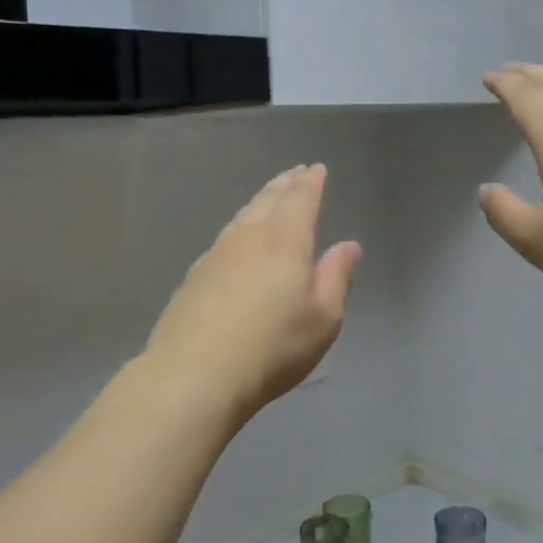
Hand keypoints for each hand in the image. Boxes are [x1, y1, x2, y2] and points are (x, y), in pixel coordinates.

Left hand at [145, 165, 360, 427]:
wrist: (194, 373)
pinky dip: (239, 227)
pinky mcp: (194, 276)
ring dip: (259, 201)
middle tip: (294, 173)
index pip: (300, 199)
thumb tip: (348, 245)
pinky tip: (236, 239)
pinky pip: (224, 237)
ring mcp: (216, 254)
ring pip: (243, 216)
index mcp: (284, 241)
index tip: (316, 169)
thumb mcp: (322, 318)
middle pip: (268, 200)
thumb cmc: (272, 347)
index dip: (310, 183)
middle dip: (284, 184)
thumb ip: (336, 277)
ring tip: (268, 197)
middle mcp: (249, 237)